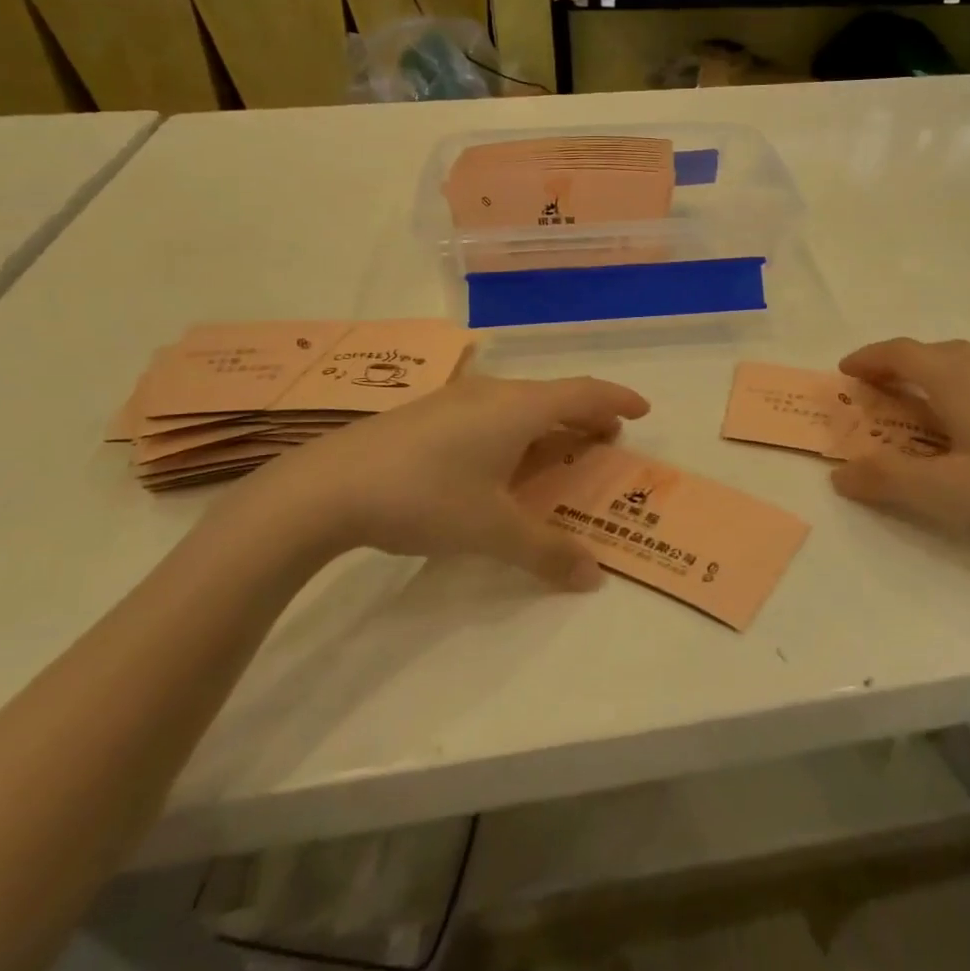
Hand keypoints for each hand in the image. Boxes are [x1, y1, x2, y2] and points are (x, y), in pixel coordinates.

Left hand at [206, 375, 649, 588]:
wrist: (327, 488)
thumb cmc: (425, 497)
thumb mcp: (491, 531)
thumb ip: (546, 551)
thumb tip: (593, 577)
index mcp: (518, 408)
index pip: (583, 394)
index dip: (616, 400)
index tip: (642, 411)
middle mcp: (491, 394)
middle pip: (553, 397)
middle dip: (585, 418)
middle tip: (604, 442)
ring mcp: (455, 401)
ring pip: (519, 405)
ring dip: (548, 426)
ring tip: (558, 453)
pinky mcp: (427, 415)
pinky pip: (490, 415)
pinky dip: (515, 432)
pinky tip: (500, 463)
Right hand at [829, 338, 969, 560]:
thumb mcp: (948, 491)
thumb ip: (888, 481)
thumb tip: (839, 474)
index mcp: (956, 378)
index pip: (899, 352)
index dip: (867, 358)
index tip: (843, 372)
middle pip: (927, 352)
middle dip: (893, 366)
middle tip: (872, 393)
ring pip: (957, 363)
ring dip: (924, 375)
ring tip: (912, 406)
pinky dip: (953, 387)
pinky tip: (965, 424)